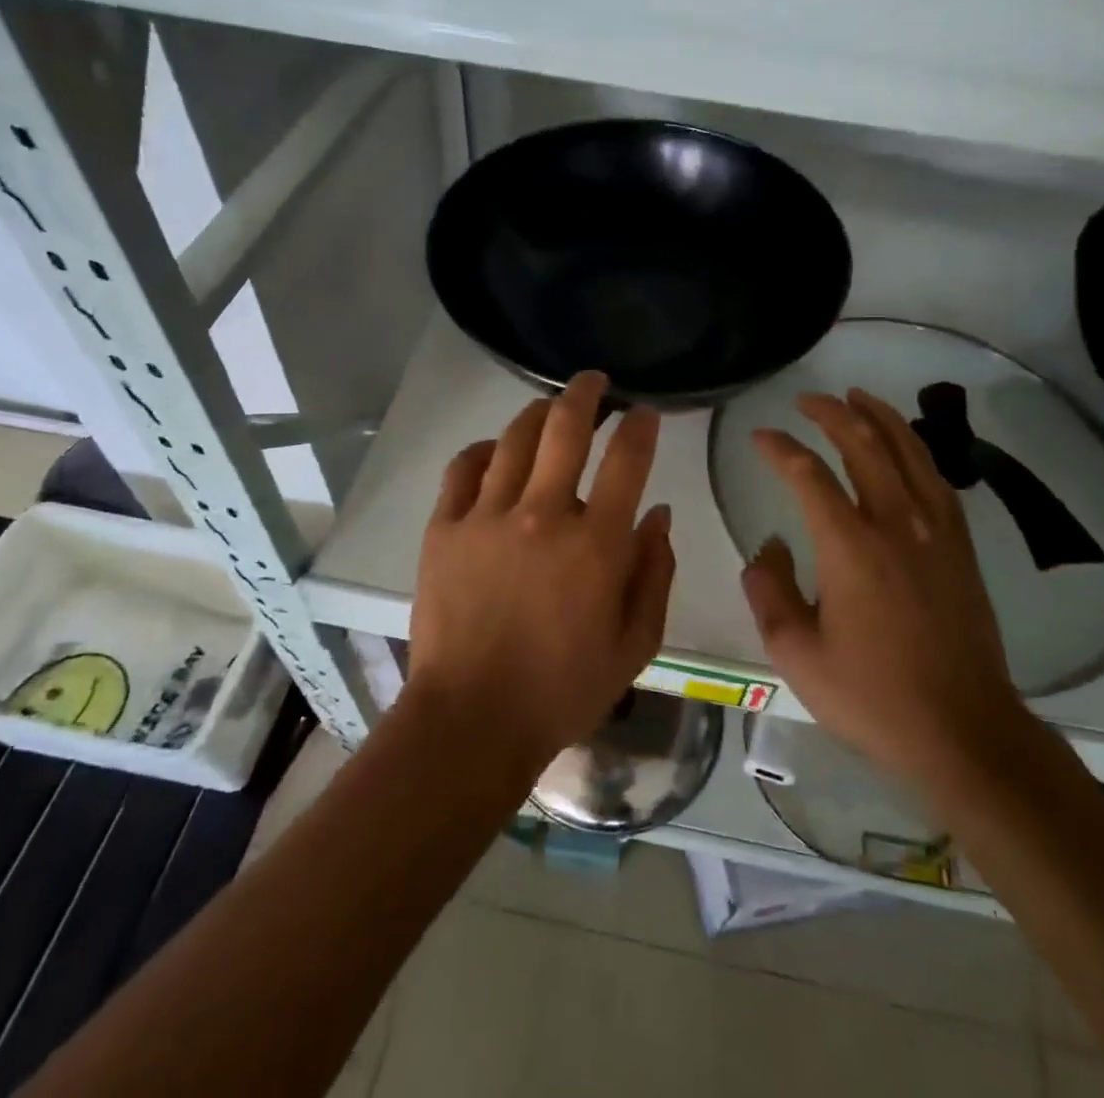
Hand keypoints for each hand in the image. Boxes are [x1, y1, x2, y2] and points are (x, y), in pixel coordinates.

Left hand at [406, 371, 673, 772]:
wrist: (472, 721)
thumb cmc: (563, 689)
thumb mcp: (635, 644)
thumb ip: (654, 573)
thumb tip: (659, 514)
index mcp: (596, 544)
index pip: (627, 460)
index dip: (640, 426)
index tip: (645, 413)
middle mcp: (543, 515)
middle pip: (565, 428)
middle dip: (586, 394)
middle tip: (595, 382)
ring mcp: (487, 517)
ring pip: (514, 438)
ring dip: (537, 413)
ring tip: (549, 407)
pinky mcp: (444, 529)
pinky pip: (463, 468)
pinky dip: (482, 449)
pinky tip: (494, 450)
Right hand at [741, 388, 1026, 784]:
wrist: (964, 732)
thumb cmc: (873, 697)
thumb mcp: (797, 655)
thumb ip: (770, 593)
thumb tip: (767, 551)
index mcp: (850, 547)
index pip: (808, 475)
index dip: (780, 448)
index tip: (760, 436)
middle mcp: (895, 524)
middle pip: (864, 446)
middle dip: (833, 414)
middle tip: (807, 399)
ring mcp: (936, 532)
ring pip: (908, 452)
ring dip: (880, 418)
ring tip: (858, 397)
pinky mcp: (961, 548)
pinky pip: (937, 479)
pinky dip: (916, 450)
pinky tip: (906, 448)